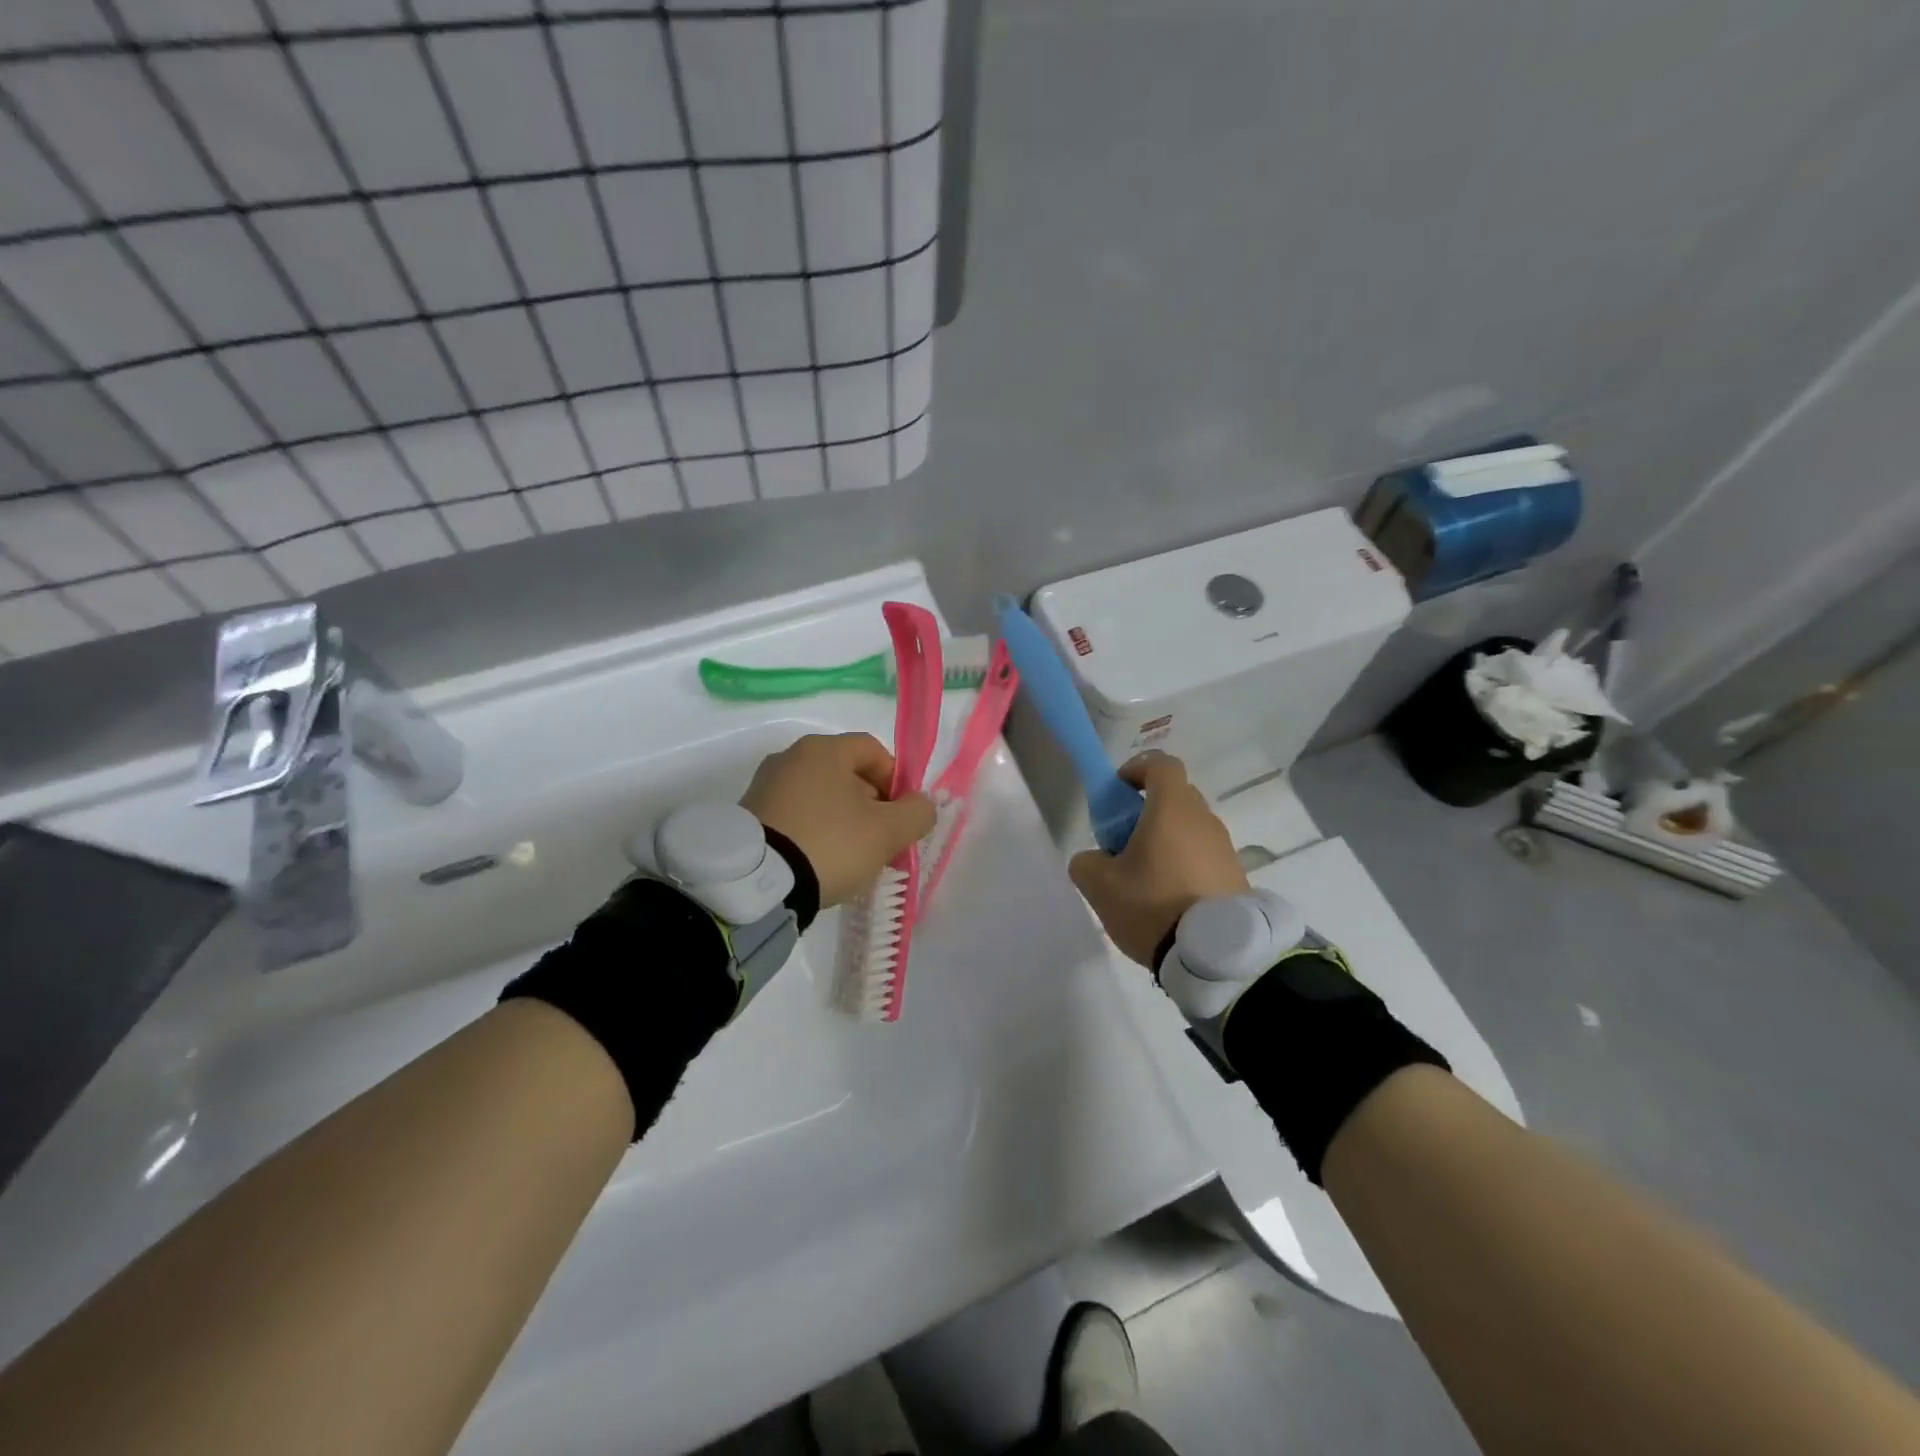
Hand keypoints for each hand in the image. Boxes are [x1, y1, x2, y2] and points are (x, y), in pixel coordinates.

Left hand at [741, 733, 935, 907]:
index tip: (901, 816)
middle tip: (880, 841)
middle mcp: (790, 757)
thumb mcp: (887, 832)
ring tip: (850, 858)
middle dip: (871, 805)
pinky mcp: (749, 815)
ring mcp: (765, 786)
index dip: (896, 780)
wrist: (756, 883)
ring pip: (821, 797)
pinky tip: (819, 862)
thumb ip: (916, 813)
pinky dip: (814, 832)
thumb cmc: (829, 844)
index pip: (873, 751)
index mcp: (823, 749)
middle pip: (846, 774)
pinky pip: (795, 815)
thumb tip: (920, 805)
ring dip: (843, 821)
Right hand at [1069, 753, 1248, 966]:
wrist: (1215, 955)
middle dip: (1147, 811)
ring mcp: (1225, 848)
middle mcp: (1203, 819)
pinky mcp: (1237, 876)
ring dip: (1166, 841)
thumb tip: (1095, 859)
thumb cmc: (1152, 906)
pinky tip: (1170, 901)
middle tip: (1124, 843)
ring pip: (1190, 829)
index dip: (1136, 769)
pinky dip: (1185, 865)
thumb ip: (1086, 862)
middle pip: (1175, 797)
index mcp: (1172, 809)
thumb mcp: (1099, 885)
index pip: (1160, 764)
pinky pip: (1204, 856)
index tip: (1118, 792)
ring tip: (1145, 880)